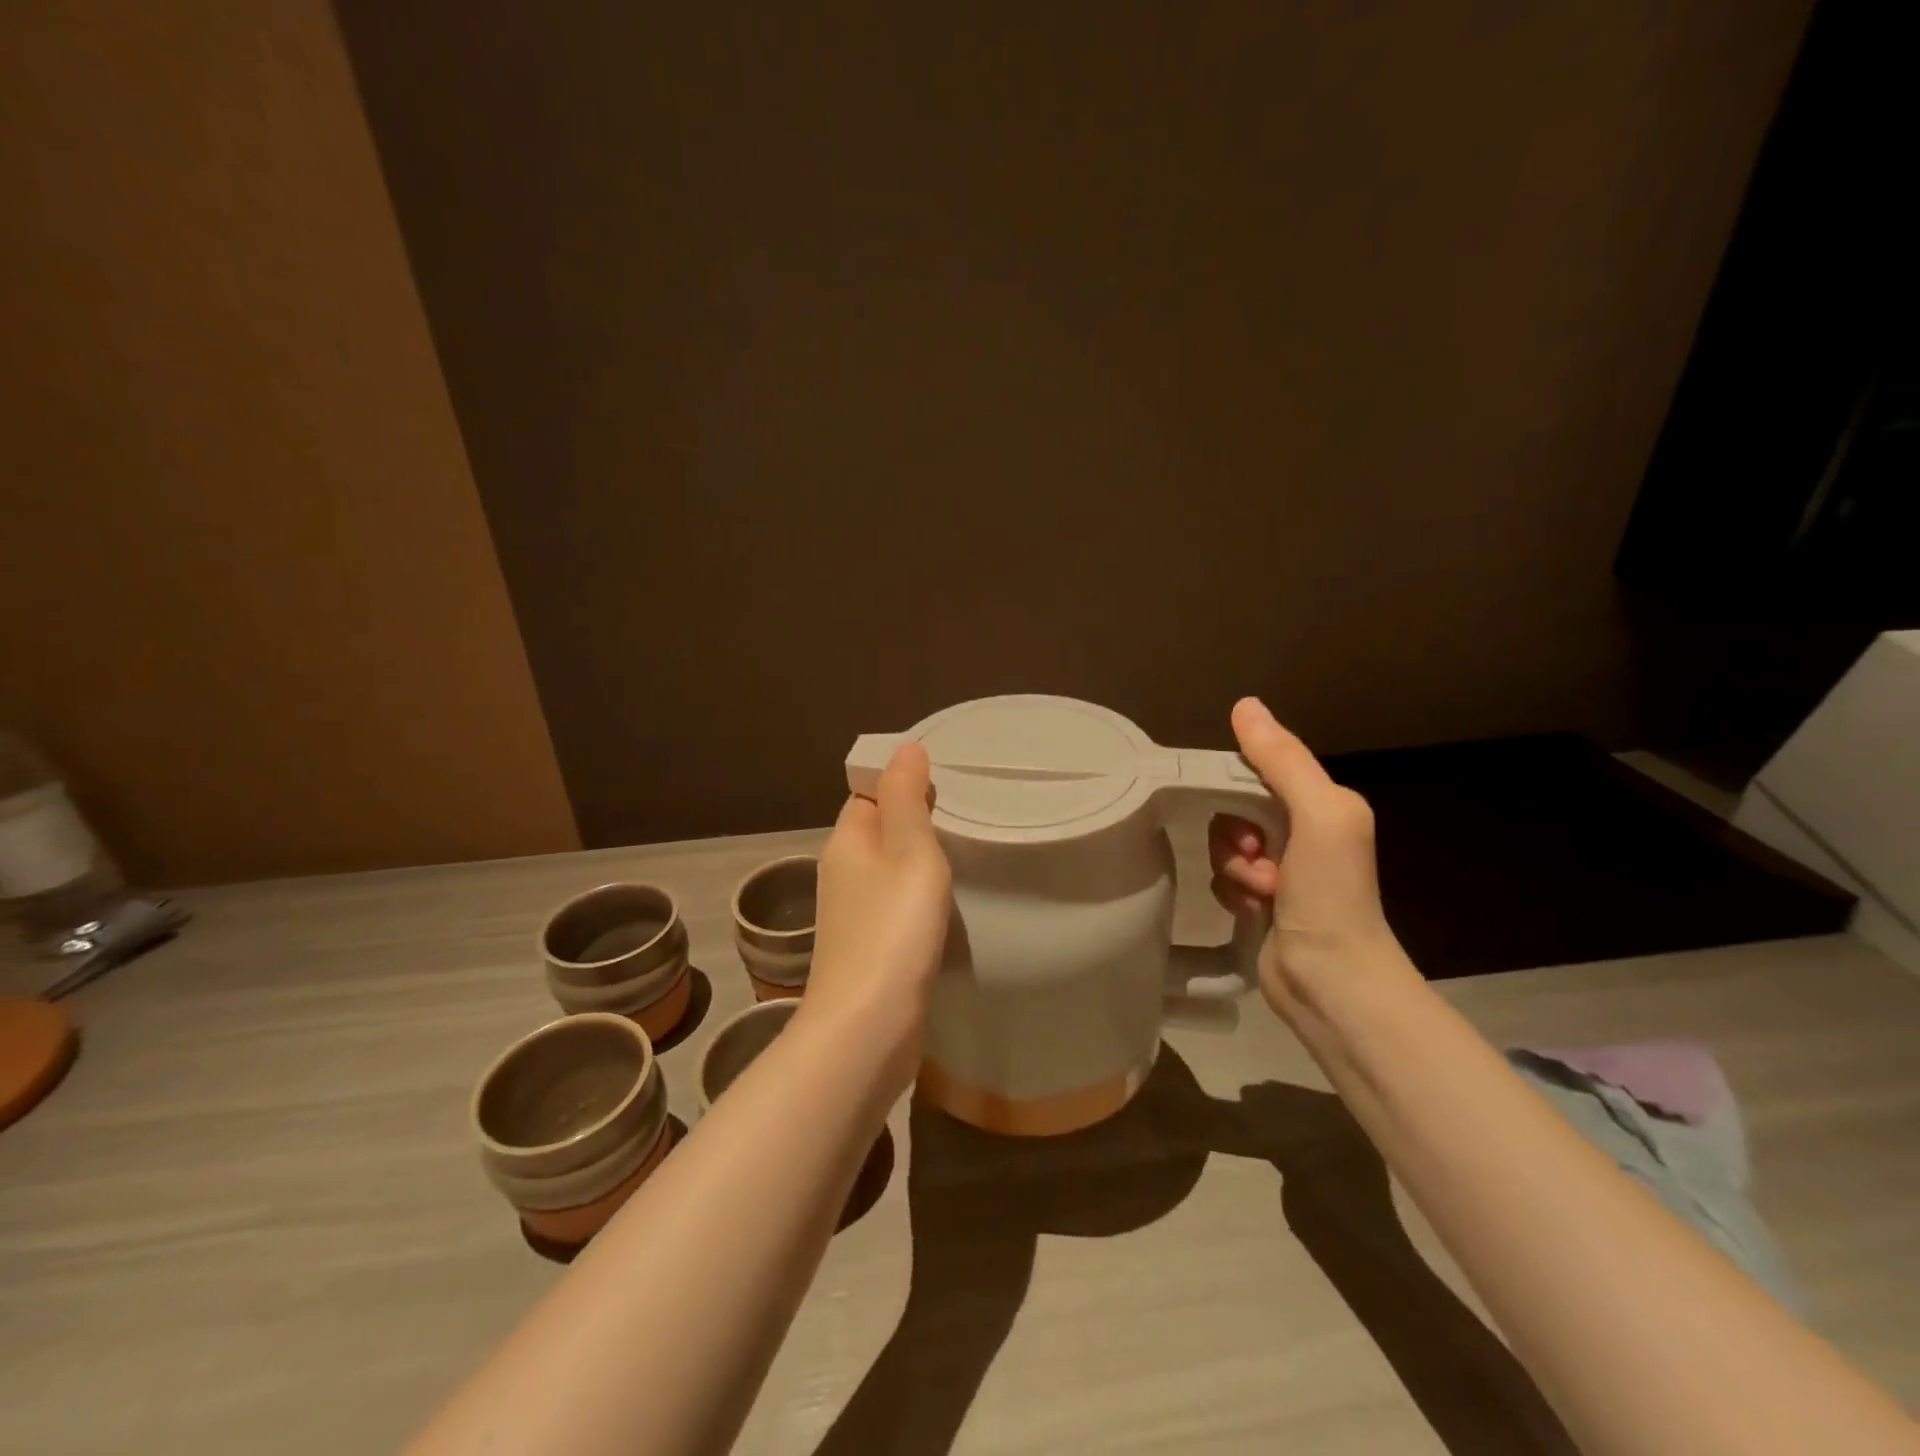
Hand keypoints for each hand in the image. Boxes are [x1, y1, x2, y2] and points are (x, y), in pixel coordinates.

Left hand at [803, 742, 952, 1091]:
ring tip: (964, 851)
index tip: (947, 779)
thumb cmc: (893, 929)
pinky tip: (945, 903)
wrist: (867, 1028)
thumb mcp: (909, 851)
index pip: (868, 793)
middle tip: (967, 813)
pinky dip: (917, 896)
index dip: (901, 782)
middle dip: (915, 819)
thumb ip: (906, 798)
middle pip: (879, 830)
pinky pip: (894, 904)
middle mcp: (841, 872)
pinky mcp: (868, 948)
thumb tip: (904, 747)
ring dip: (918, 860)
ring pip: (888, 869)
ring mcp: (852, 914)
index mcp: (846, 841)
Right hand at [1208, 697, 1410, 1024]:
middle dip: (1238, 837)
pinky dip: (1233, 893)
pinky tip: (1255, 911)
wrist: (1331, 981)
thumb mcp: (1318, 815)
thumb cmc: (1331, 894)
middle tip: (1259, 859)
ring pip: (1226, 846)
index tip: (1246, 821)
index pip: (1259, 771)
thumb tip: (1244, 704)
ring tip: (1263, 894)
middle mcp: (1305, 832)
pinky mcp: (1264, 903)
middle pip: (1236, 810)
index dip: (1239, 791)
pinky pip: (1225, 878)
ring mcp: (1284, 871)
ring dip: (1235, 869)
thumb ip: (1282, 760)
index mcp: (1324, 805)